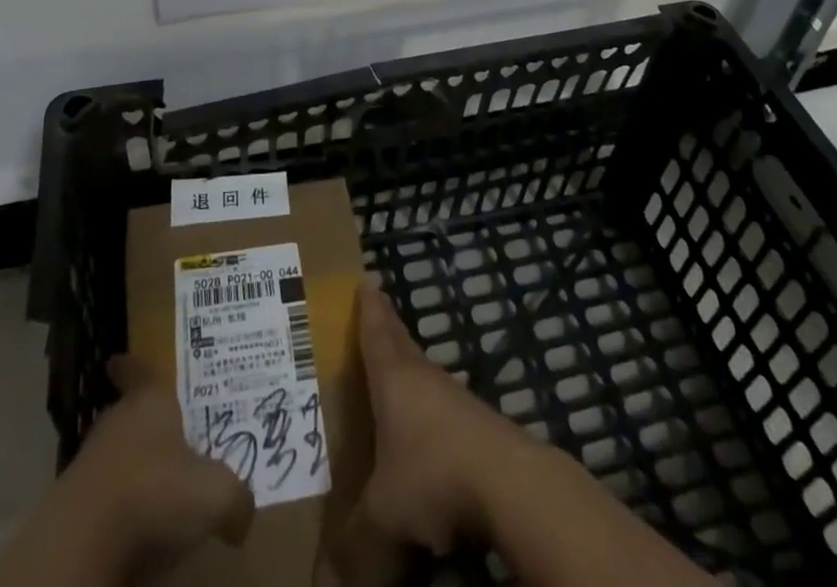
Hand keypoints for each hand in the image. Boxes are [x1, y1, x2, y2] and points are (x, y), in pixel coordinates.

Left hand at [0, 355, 252, 586]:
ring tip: (154, 485)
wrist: (81, 545)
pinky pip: (101, 496)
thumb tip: (243, 514)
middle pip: (128, 413)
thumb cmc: (154, 493)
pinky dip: (115, 505)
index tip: (116, 359)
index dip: (132, 366)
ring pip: (114, 455)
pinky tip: (132, 525)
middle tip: (167, 433)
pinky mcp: (69, 506)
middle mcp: (116, 422)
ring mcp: (88, 463)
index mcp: (149, 402)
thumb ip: (236, 497)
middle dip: (144, 423)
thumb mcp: (215, 494)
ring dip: (130, 467)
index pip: (140, 372)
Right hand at [342, 280, 544, 556]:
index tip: (368, 280)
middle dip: (389, 329)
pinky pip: (445, 409)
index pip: (376, 336)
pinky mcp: (480, 428)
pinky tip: (430, 432)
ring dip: (412, 370)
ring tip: (400, 371)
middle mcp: (425, 379)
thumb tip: (328, 579)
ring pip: (426, 376)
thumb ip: (354, 541)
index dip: (369, 311)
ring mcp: (456, 401)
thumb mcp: (383, 514)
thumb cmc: (433, 475)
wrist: (508, 484)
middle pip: (403, 345)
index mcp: (394, 380)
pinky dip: (431, 410)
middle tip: (379, 308)